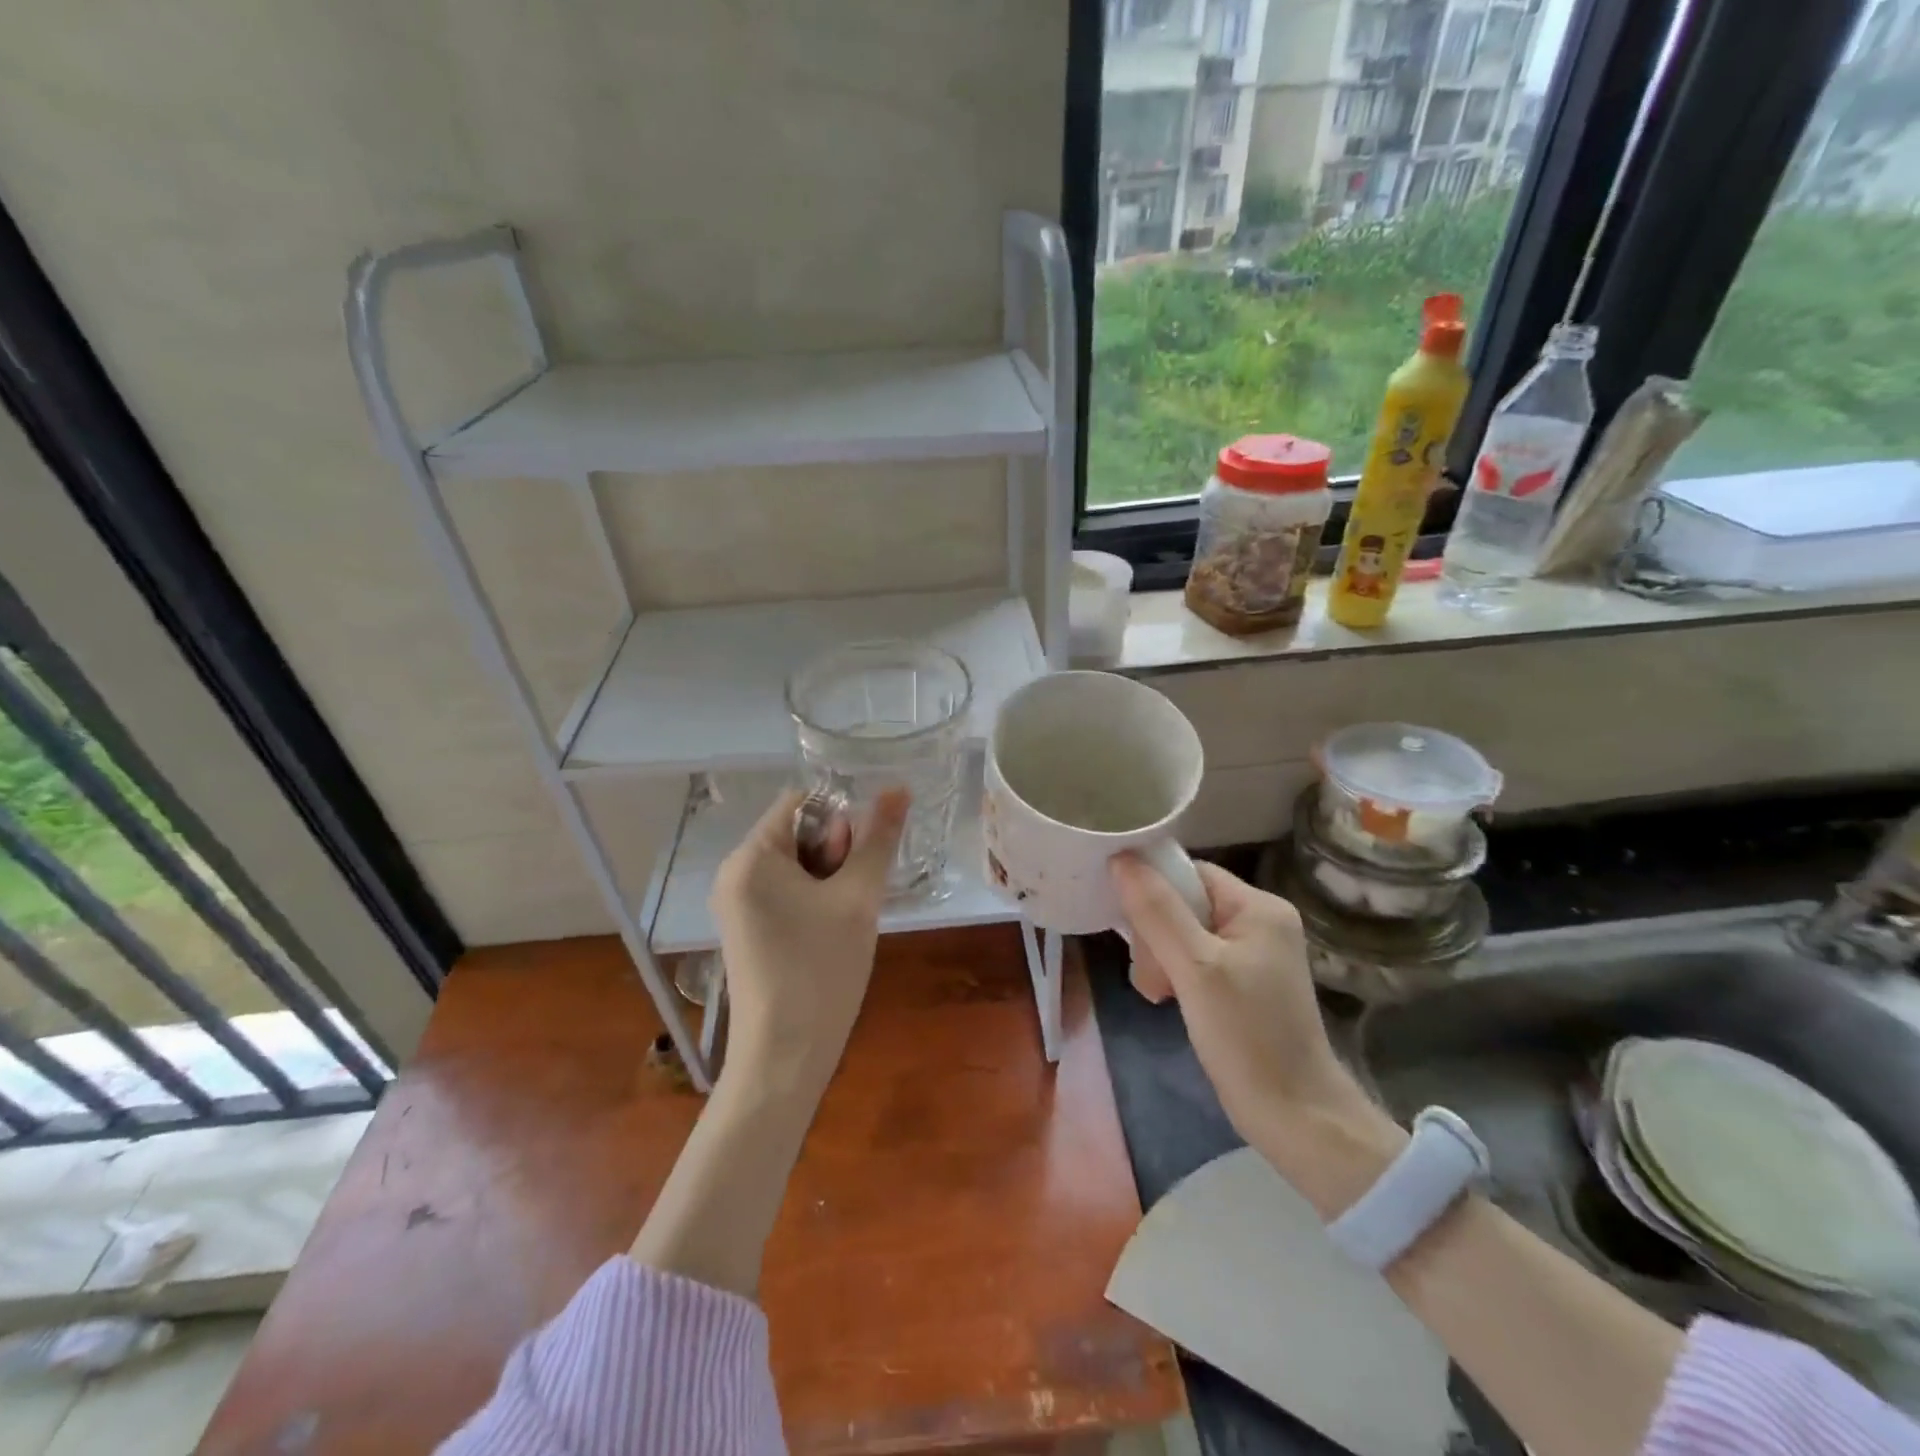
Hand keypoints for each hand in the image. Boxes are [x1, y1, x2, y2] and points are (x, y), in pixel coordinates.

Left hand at [711, 787, 908, 1093]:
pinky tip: (828, 933)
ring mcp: (735, 903)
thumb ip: (878, 839)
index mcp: (751, 856)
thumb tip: (899, 788)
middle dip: (834, 853)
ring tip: (844, 919)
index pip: (800, 801)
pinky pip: (783, 892)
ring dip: (828, 878)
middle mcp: (733, 872)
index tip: (858, 859)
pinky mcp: (744, 929)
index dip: (839, 819)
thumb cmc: (821, 969)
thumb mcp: (858, 898)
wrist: (784, 1058)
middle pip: (796, 832)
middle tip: (852, 897)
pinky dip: (812, 900)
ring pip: (794, 864)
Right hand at [1112, 855, 1383, 1157]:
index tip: (1130, 927)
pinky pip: (1194, 959)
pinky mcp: (1242, 982)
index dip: (1154, 892)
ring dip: (1160, 960)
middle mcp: (1259, 921)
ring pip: (1182, 933)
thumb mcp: (1196, 969)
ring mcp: (1252, 954)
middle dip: (1156, 936)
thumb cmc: (1248, 1037)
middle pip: (1183, 903)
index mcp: (1258, 907)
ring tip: (1159, 994)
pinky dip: (1175, 975)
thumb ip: (1157, 912)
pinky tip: (1167, 1000)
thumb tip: (1121, 858)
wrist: (1296, 1118)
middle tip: (1153, 977)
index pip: (1190, 873)